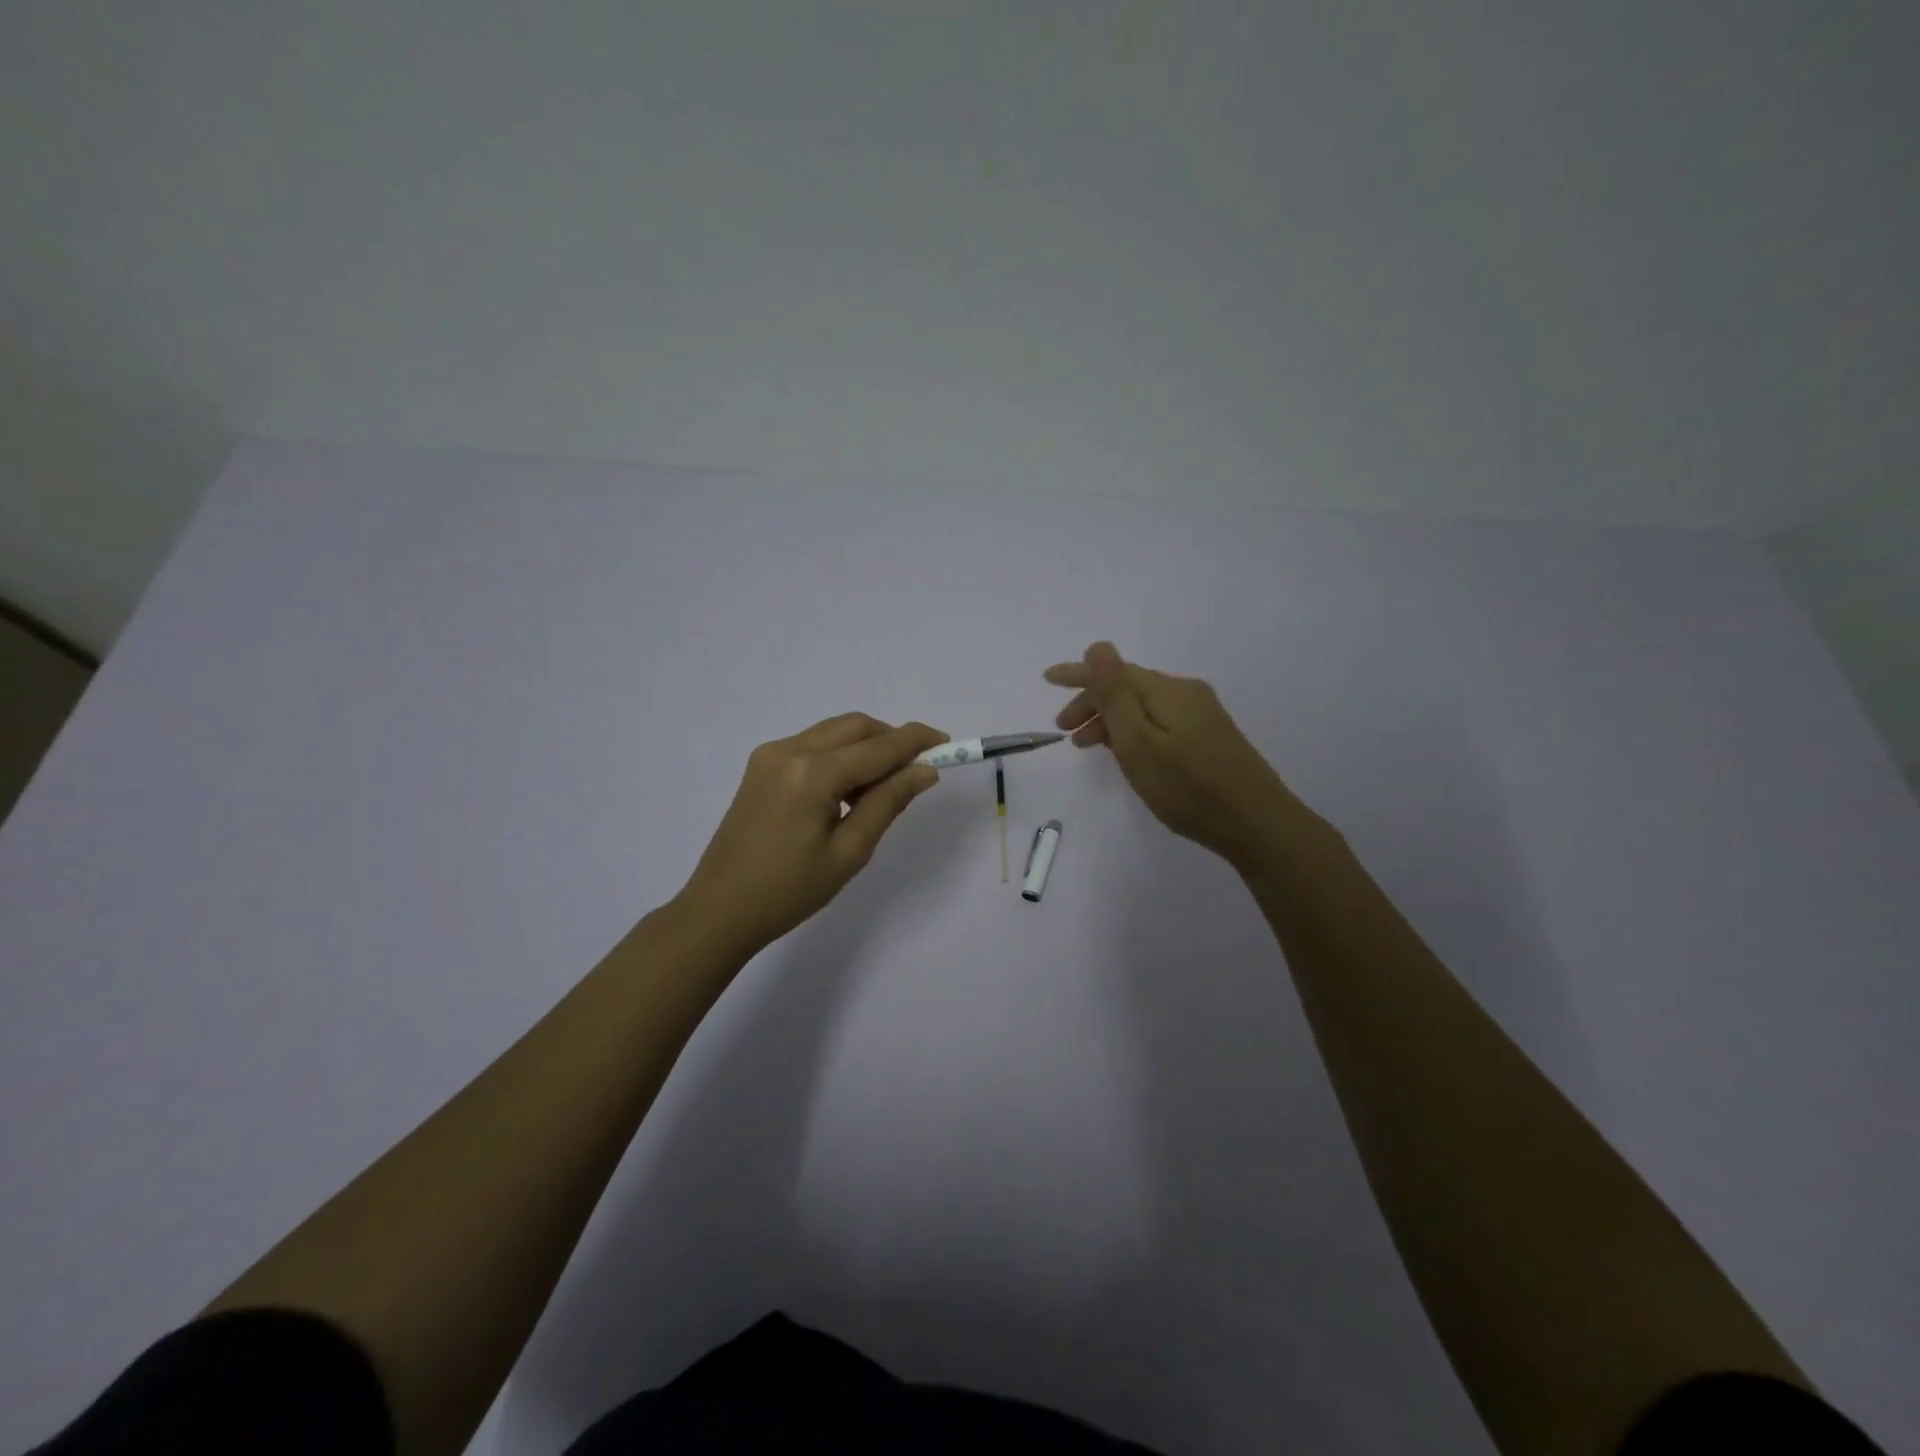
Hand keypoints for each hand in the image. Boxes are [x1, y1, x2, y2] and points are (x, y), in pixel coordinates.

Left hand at [678, 714, 947, 955]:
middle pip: (855, 726)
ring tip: (883, 789)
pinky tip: (847, 791)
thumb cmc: (789, 891)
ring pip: (834, 732)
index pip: (878, 747)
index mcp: (812, 774)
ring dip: (866, 747)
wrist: (719, 909)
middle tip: (918, 769)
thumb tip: (925, 771)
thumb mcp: (849, 852)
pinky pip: (813, 745)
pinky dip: (840, 756)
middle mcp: (789, 750)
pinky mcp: (761, 765)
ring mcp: (770, 754)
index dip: (916, 742)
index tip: (948, 743)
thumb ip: (888, 803)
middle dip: (891, 740)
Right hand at [1045, 642, 1294, 867]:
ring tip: (1087, 747)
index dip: (1078, 674)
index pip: (1115, 671)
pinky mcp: (1209, 736)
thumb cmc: (1187, 787)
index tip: (1047, 680)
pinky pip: (1158, 721)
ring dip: (1110, 719)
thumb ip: (1115, 694)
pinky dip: (1132, 730)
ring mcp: (1201, 715)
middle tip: (1064, 732)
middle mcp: (1186, 693)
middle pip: (1129, 687)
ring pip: (1143, 706)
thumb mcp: (1139, 742)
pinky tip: (1125, 751)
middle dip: (1092, 702)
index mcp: (1168, 691)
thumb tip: (1097, 646)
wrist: (1256, 824)